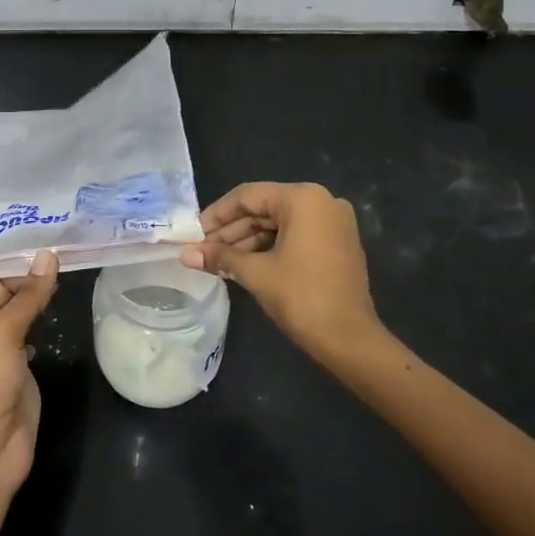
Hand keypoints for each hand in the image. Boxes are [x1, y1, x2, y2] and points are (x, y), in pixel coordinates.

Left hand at [0, 250, 57, 507]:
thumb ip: (27, 297)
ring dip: (40, 299)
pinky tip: (61, 312)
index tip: (56, 244)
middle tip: (70, 251)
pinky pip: (34, 339)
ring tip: (71, 272)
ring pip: (23, 316)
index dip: (23, 263)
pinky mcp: (22, 373)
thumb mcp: (3, 336)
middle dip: (34, 278)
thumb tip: (47, 255)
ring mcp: (4, 353)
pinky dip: (46, 324)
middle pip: (10, 296)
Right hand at [180, 182, 377, 356]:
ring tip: (217, 260)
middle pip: (264, 208)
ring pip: (279, 223)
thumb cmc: (301, 297)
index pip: (248, 196)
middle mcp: (322, 201)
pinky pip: (296, 235)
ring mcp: (334, 223)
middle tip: (202, 249)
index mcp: (303, 198)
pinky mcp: (338, 243)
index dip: (216, 214)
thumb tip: (185, 254)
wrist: (350, 339)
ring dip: (248, 241)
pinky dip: (270, 247)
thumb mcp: (255, 273)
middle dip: (231, 230)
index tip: (192, 233)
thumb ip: (220, 256)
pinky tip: (244, 264)